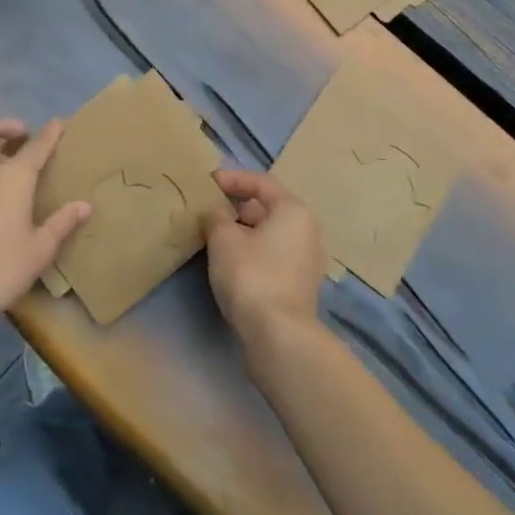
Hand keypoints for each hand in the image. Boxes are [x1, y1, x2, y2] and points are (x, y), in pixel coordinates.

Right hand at [204, 170, 326, 344]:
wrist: (278, 336)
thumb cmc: (251, 274)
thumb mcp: (223, 238)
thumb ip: (215, 216)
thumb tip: (214, 212)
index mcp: (293, 210)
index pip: (261, 183)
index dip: (232, 179)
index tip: (207, 183)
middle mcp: (307, 230)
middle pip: (268, 208)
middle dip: (237, 207)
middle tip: (208, 211)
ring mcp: (306, 261)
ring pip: (269, 234)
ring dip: (243, 232)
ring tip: (214, 237)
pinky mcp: (299, 286)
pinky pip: (272, 256)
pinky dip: (251, 252)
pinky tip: (230, 263)